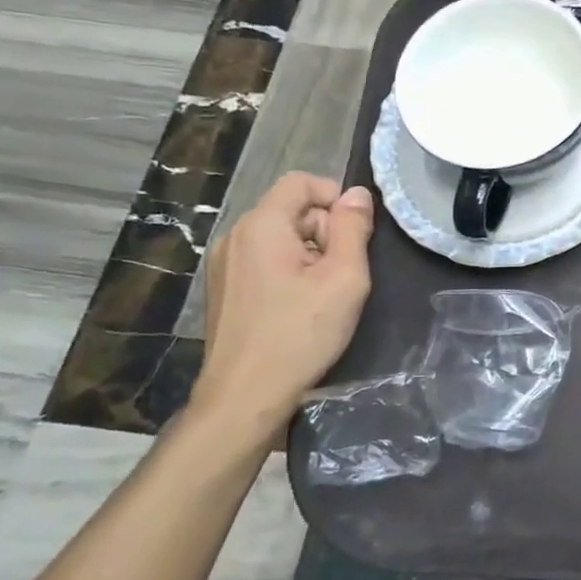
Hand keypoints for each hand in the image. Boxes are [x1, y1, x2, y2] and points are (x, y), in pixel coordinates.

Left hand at [193, 173, 375, 435]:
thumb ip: (353, 228)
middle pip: (291, 209)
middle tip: (343, 273)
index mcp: (261, 225)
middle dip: (325, 230)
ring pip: (280, 237)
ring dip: (310, 254)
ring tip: (324, 295)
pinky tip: (299, 308)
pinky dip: (289, 272)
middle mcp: (235, 236)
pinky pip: (264, 261)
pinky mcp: (224, 290)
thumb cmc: (300, 334)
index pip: (301, 181)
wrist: (245, 397)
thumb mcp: (344, 278)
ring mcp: (224, 265)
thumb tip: (357, 194)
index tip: (357, 234)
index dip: (336, 197)